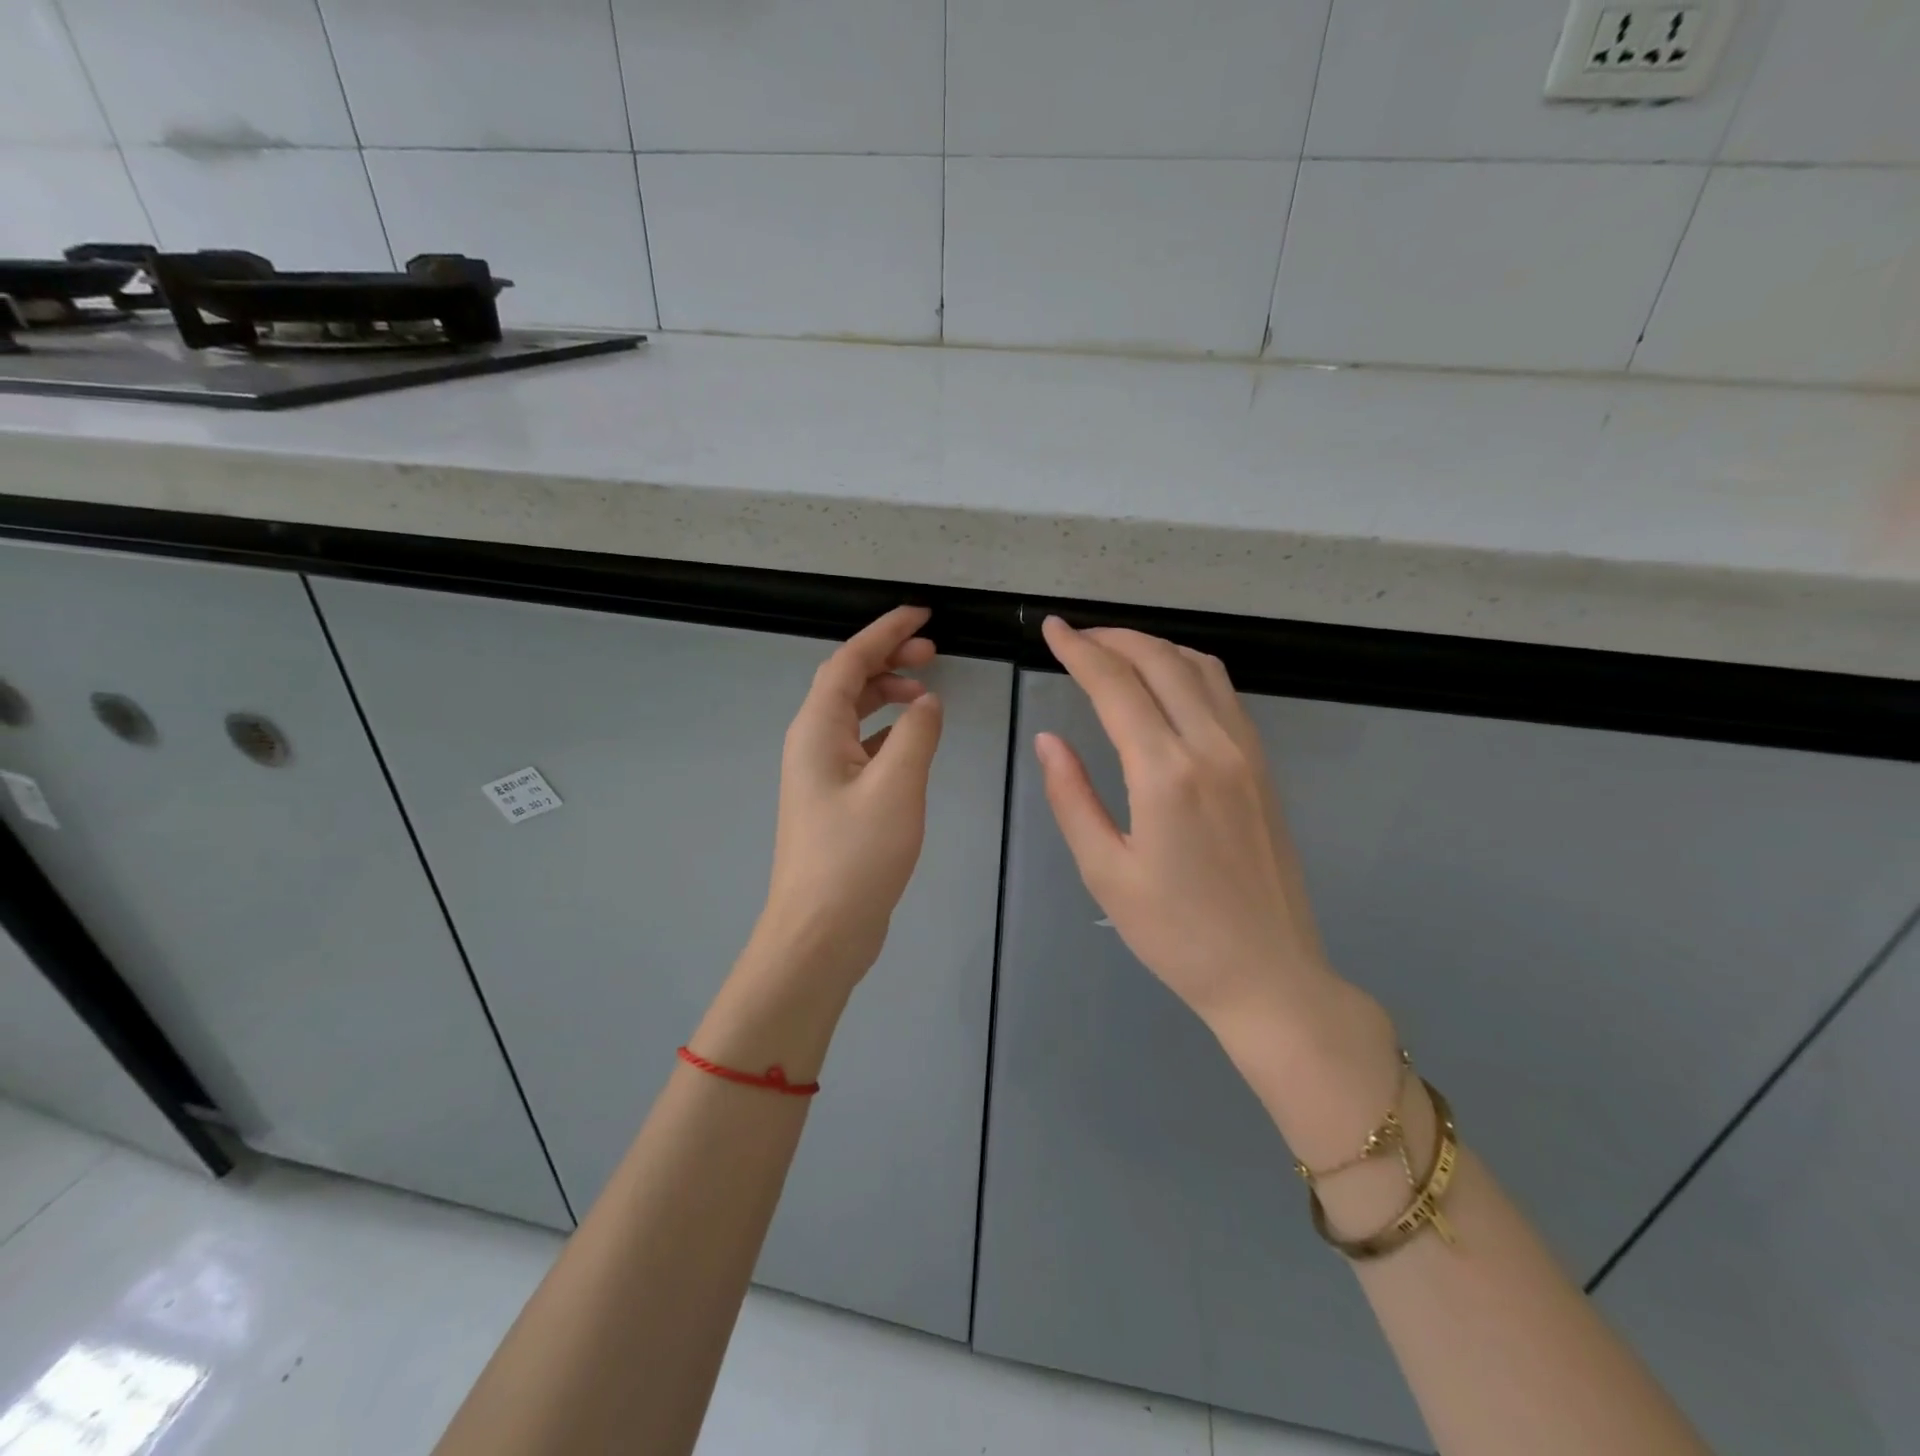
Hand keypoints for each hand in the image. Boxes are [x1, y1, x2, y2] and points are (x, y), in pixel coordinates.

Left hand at [753, 606, 944, 990]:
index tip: (922, 615)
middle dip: (889, 659)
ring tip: (929, 693)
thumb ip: (917, 734)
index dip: (884, 632)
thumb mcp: (896, 786)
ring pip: (855, 715)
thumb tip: (926, 703)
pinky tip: (915, 741)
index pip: (849, 661)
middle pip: (848, 683)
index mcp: (817, 730)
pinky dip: (889, 732)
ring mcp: (821, 774)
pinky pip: (862, 747)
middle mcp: (812, 743)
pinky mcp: (835, 801)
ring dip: (889, 695)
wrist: (820, 932)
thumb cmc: (855, 856)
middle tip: (934, 652)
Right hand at [1035, 618, 1330, 1029]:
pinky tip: (1165, 684)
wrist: (1269, 974)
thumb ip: (1072, 797)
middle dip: (1113, 638)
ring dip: (1153, 648)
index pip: (1115, 686)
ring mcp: (1246, 753)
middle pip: (1160, 661)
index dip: (1078, 650)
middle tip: (1075, 637)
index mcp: (1165, 774)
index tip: (1051, 629)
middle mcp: (1211, 747)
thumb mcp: (1105, 871)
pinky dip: (1187, 670)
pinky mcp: (1263, 766)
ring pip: (1199, 668)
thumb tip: (1049, 740)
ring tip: (1114, 652)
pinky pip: (1224, 694)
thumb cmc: (1175, 934)